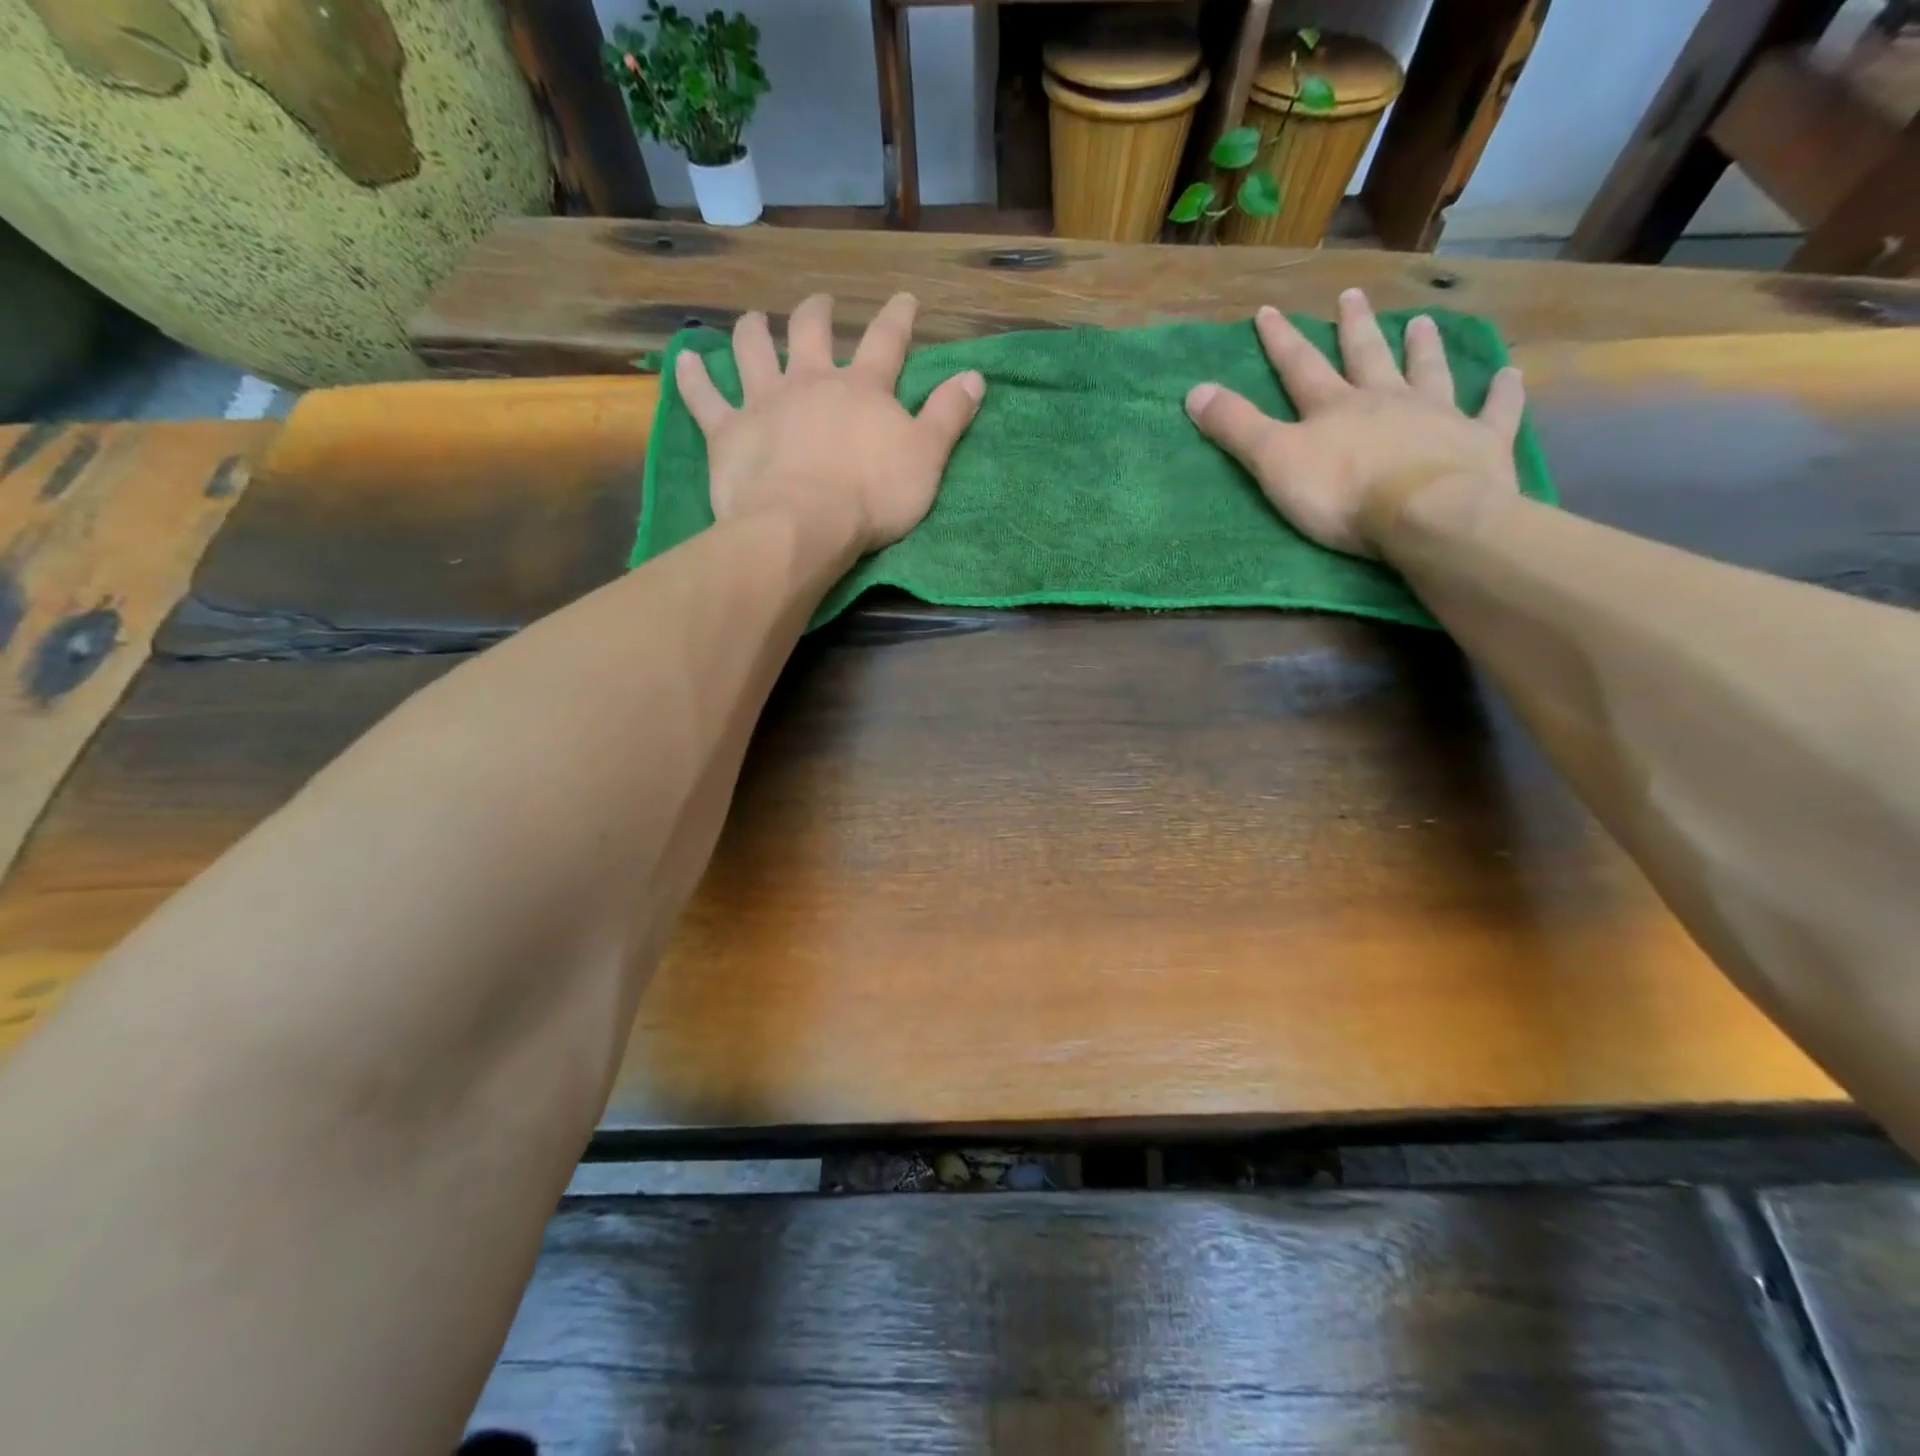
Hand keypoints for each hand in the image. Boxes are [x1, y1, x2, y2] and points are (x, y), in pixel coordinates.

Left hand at [675, 292, 985, 553]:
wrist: (804, 525)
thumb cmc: (872, 497)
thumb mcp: (927, 459)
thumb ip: (949, 416)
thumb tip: (976, 375)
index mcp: (862, 389)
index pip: (887, 341)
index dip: (898, 318)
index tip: (905, 298)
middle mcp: (811, 382)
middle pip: (811, 333)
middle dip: (817, 315)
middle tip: (819, 305)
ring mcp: (764, 402)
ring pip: (753, 352)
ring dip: (752, 332)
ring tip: (753, 320)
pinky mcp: (728, 432)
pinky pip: (703, 397)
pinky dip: (692, 377)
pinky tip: (684, 359)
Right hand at [1184, 288, 1525, 558]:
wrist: (1425, 515)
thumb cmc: (1342, 493)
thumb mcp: (1273, 462)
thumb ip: (1236, 427)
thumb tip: (1193, 391)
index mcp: (1334, 408)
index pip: (1300, 367)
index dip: (1281, 341)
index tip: (1268, 311)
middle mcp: (1386, 400)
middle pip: (1366, 356)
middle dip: (1354, 327)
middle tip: (1353, 296)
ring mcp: (1437, 417)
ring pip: (1428, 373)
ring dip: (1423, 349)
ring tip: (1422, 323)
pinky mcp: (1479, 443)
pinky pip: (1494, 413)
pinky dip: (1502, 394)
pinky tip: (1511, 375)